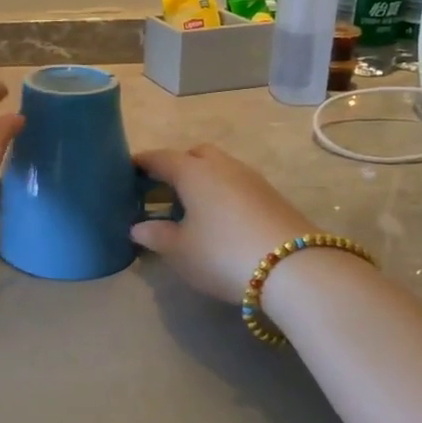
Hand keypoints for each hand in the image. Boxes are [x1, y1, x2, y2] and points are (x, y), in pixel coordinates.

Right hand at [131, 144, 310, 303]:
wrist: (295, 268)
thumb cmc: (222, 253)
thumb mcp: (180, 250)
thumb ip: (155, 235)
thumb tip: (138, 227)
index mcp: (194, 172)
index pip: (160, 158)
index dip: (142, 163)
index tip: (126, 169)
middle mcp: (223, 166)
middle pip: (195, 155)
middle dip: (177, 166)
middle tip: (162, 190)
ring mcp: (252, 179)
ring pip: (220, 169)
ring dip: (203, 181)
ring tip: (190, 208)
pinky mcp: (273, 196)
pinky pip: (237, 185)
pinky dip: (222, 194)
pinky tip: (219, 219)